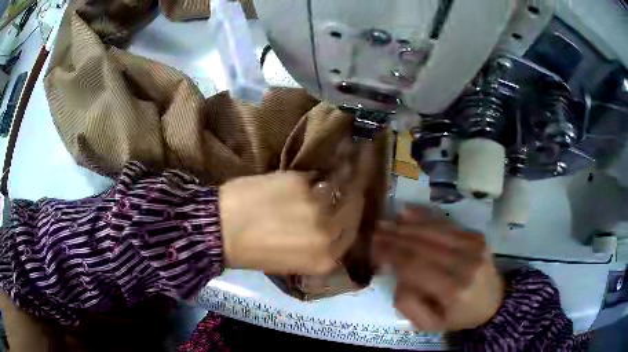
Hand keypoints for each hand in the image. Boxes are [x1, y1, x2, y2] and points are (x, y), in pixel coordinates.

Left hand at [219, 171, 363, 274]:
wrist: (221, 230)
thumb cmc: (252, 252)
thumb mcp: (291, 261)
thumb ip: (316, 248)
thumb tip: (329, 230)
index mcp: (324, 260)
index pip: (350, 236)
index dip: (349, 222)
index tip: (345, 212)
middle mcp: (327, 234)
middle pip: (351, 211)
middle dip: (349, 201)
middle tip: (340, 193)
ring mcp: (316, 206)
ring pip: (338, 190)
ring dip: (332, 186)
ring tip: (321, 184)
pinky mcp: (300, 182)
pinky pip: (316, 177)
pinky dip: (312, 179)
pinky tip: (301, 180)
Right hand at [373, 206, 504, 331]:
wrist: (494, 302)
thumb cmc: (459, 316)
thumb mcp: (430, 324)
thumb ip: (409, 304)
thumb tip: (397, 274)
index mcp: (454, 290)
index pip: (415, 266)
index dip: (391, 253)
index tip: (372, 247)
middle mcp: (466, 264)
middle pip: (423, 245)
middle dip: (395, 236)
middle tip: (375, 231)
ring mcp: (474, 246)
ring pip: (434, 231)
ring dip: (407, 225)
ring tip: (386, 222)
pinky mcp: (477, 236)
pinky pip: (447, 224)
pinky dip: (425, 217)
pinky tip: (407, 212)